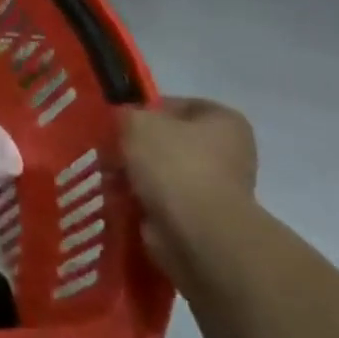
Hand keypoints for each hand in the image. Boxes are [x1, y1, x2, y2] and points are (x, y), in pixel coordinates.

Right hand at [119, 98, 256, 279]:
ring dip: (136, 175)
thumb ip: (126, 112)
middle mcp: (228, 152)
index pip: (175, 105)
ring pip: (162, 172)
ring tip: (111, 177)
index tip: (118, 123)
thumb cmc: (173, 165)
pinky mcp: (201, 218)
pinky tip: (121, 199)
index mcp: (223, 121)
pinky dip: (141, 200)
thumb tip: (123, 121)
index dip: (143, 110)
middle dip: (137, 147)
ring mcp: (217, 188)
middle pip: (168, 140)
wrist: (196, 232)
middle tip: (109, 151)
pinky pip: (162, 200)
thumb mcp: (137, 121)